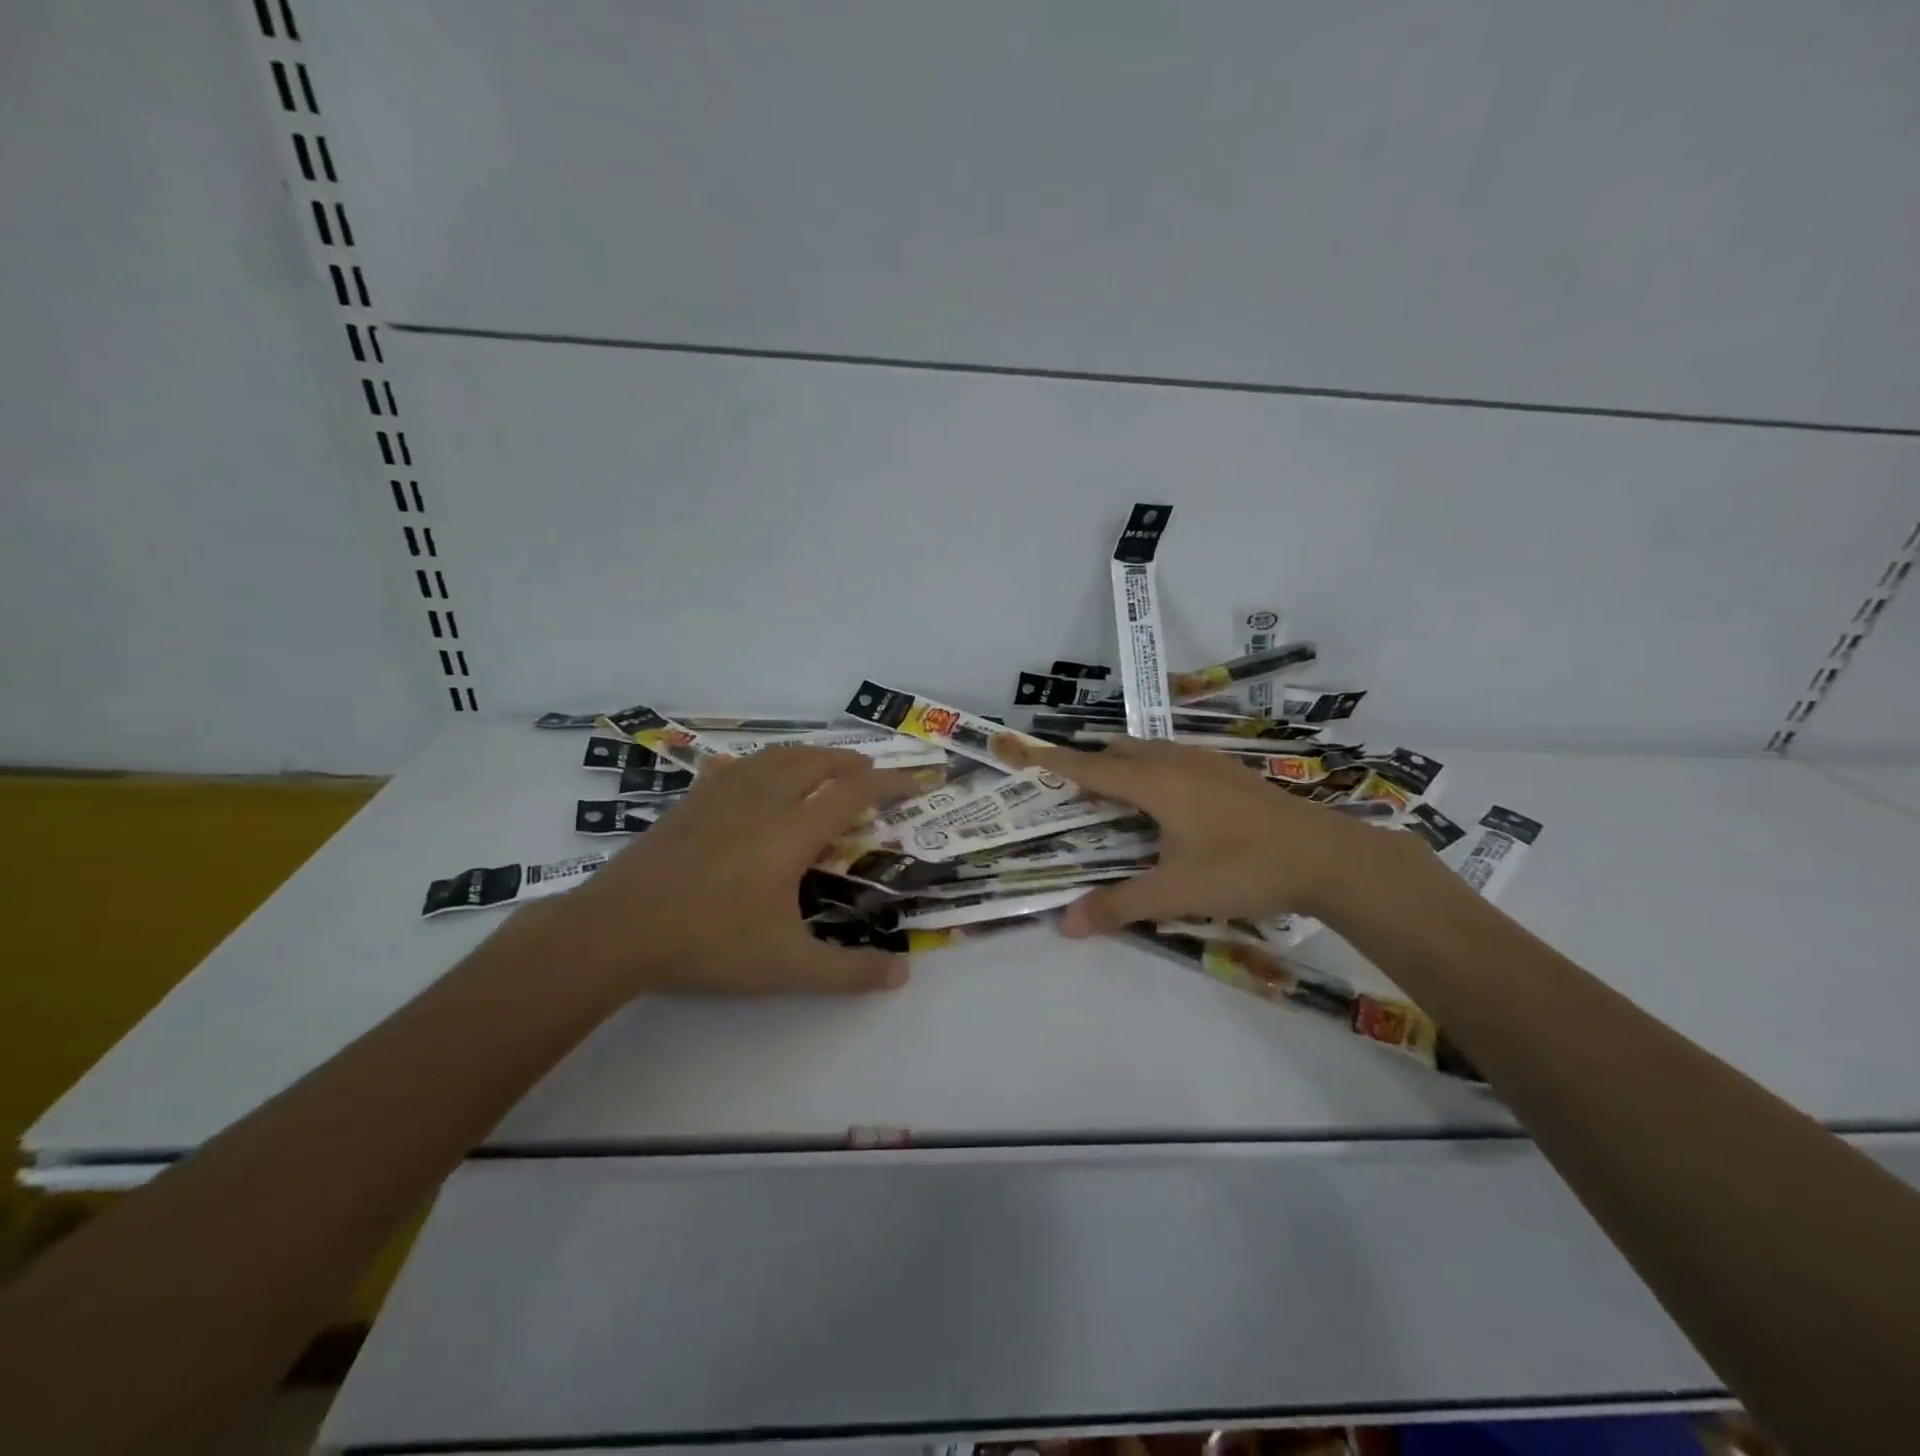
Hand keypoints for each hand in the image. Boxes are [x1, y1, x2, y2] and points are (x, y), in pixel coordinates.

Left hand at [531, 747, 918, 998]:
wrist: (618, 929)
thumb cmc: (709, 944)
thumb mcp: (786, 967)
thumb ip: (848, 973)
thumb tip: (902, 976)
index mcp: (791, 833)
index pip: (852, 793)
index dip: (889, 783)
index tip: (915, 781)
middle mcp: (763, 801)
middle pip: (816, 762)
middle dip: (850, 762)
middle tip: (870, 775)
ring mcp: (721, 796)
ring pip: (776, 757)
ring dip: (809, 755)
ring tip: (823, 767)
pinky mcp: (690, 802)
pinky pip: (736, 767)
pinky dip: (761, 764)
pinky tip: (754, 777)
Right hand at [1001, 737, 1435, 935]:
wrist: (1328, 857)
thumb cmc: (1244, 869)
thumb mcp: (1176, 892)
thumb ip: (1119, 905)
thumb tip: (1066, 924)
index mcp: (1156, 783)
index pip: (1093, 767)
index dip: (1058, 762)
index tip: (1029, 752)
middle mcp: (1177, 762)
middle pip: (1120, 751)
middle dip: (1090, 762)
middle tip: (1069, 787)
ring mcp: (1208, 764)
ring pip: (1151, 750)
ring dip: (1124, 763)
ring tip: (1112, 791)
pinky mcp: (1231, 774)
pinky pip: (1175, 759)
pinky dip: (1153, 769)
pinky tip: (1168, 799)